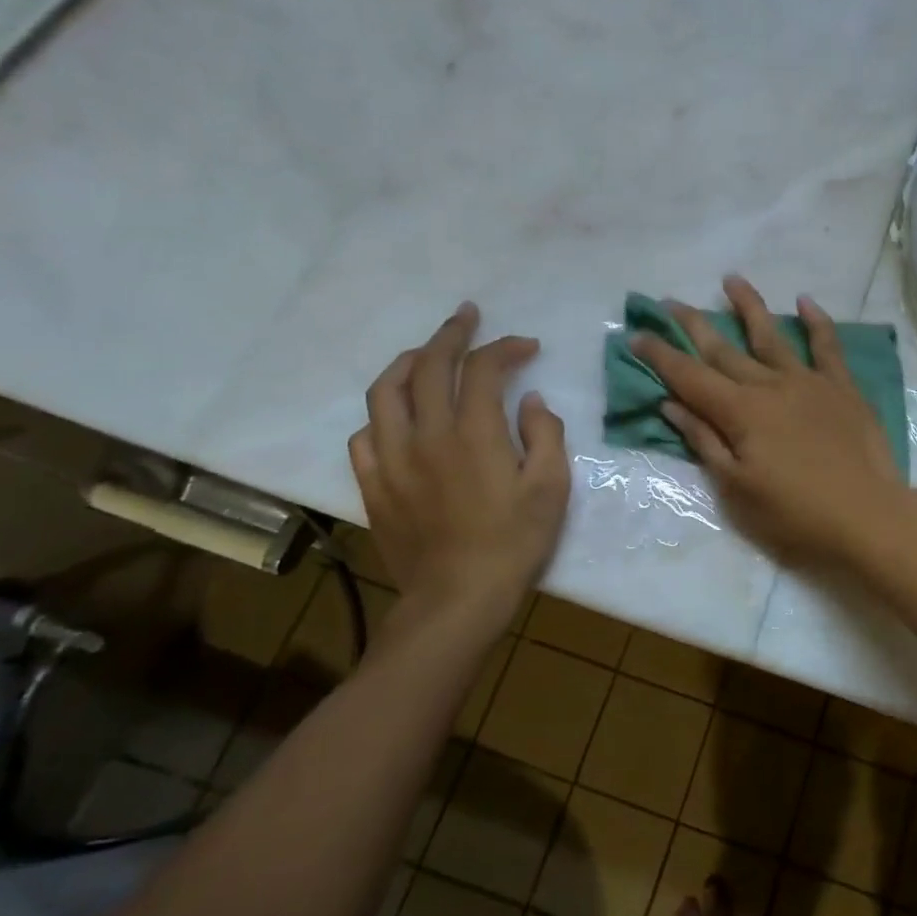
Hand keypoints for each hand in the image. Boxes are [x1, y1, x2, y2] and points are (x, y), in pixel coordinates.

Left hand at [349, 303, 570, 643]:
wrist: (457, 598)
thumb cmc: (513, 543)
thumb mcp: (552, 488)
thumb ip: (545, 434)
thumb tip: (529, 400)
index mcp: (474, 433)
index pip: (483, 368)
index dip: (505, 347)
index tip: (527, 347)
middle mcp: (426, 435)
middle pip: (429, 366)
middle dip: (451, 334)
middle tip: (467, 317)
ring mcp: (392, 459)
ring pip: (385, 392)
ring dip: (408, 363)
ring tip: (426, 354)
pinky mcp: (374, 485)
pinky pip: (365, 436)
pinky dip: (382, 415)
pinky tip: (398, 417)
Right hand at [631, 275, 908, 570]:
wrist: (867, 517)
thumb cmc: (795, 515)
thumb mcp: (737, 490)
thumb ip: (705, 442)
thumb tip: (671, 404)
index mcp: (740, 413)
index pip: (689, 377)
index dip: (660, 356)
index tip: (637, 334)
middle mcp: (770, 386)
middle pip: (724, 350)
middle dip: (694, 325)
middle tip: (670, 302)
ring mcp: (809, 382)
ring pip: (772, 336)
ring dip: (749, 306)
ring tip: (731, 279)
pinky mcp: (842, 388)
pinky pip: (827, 346)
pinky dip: (817, 322)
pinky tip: (805, 301)